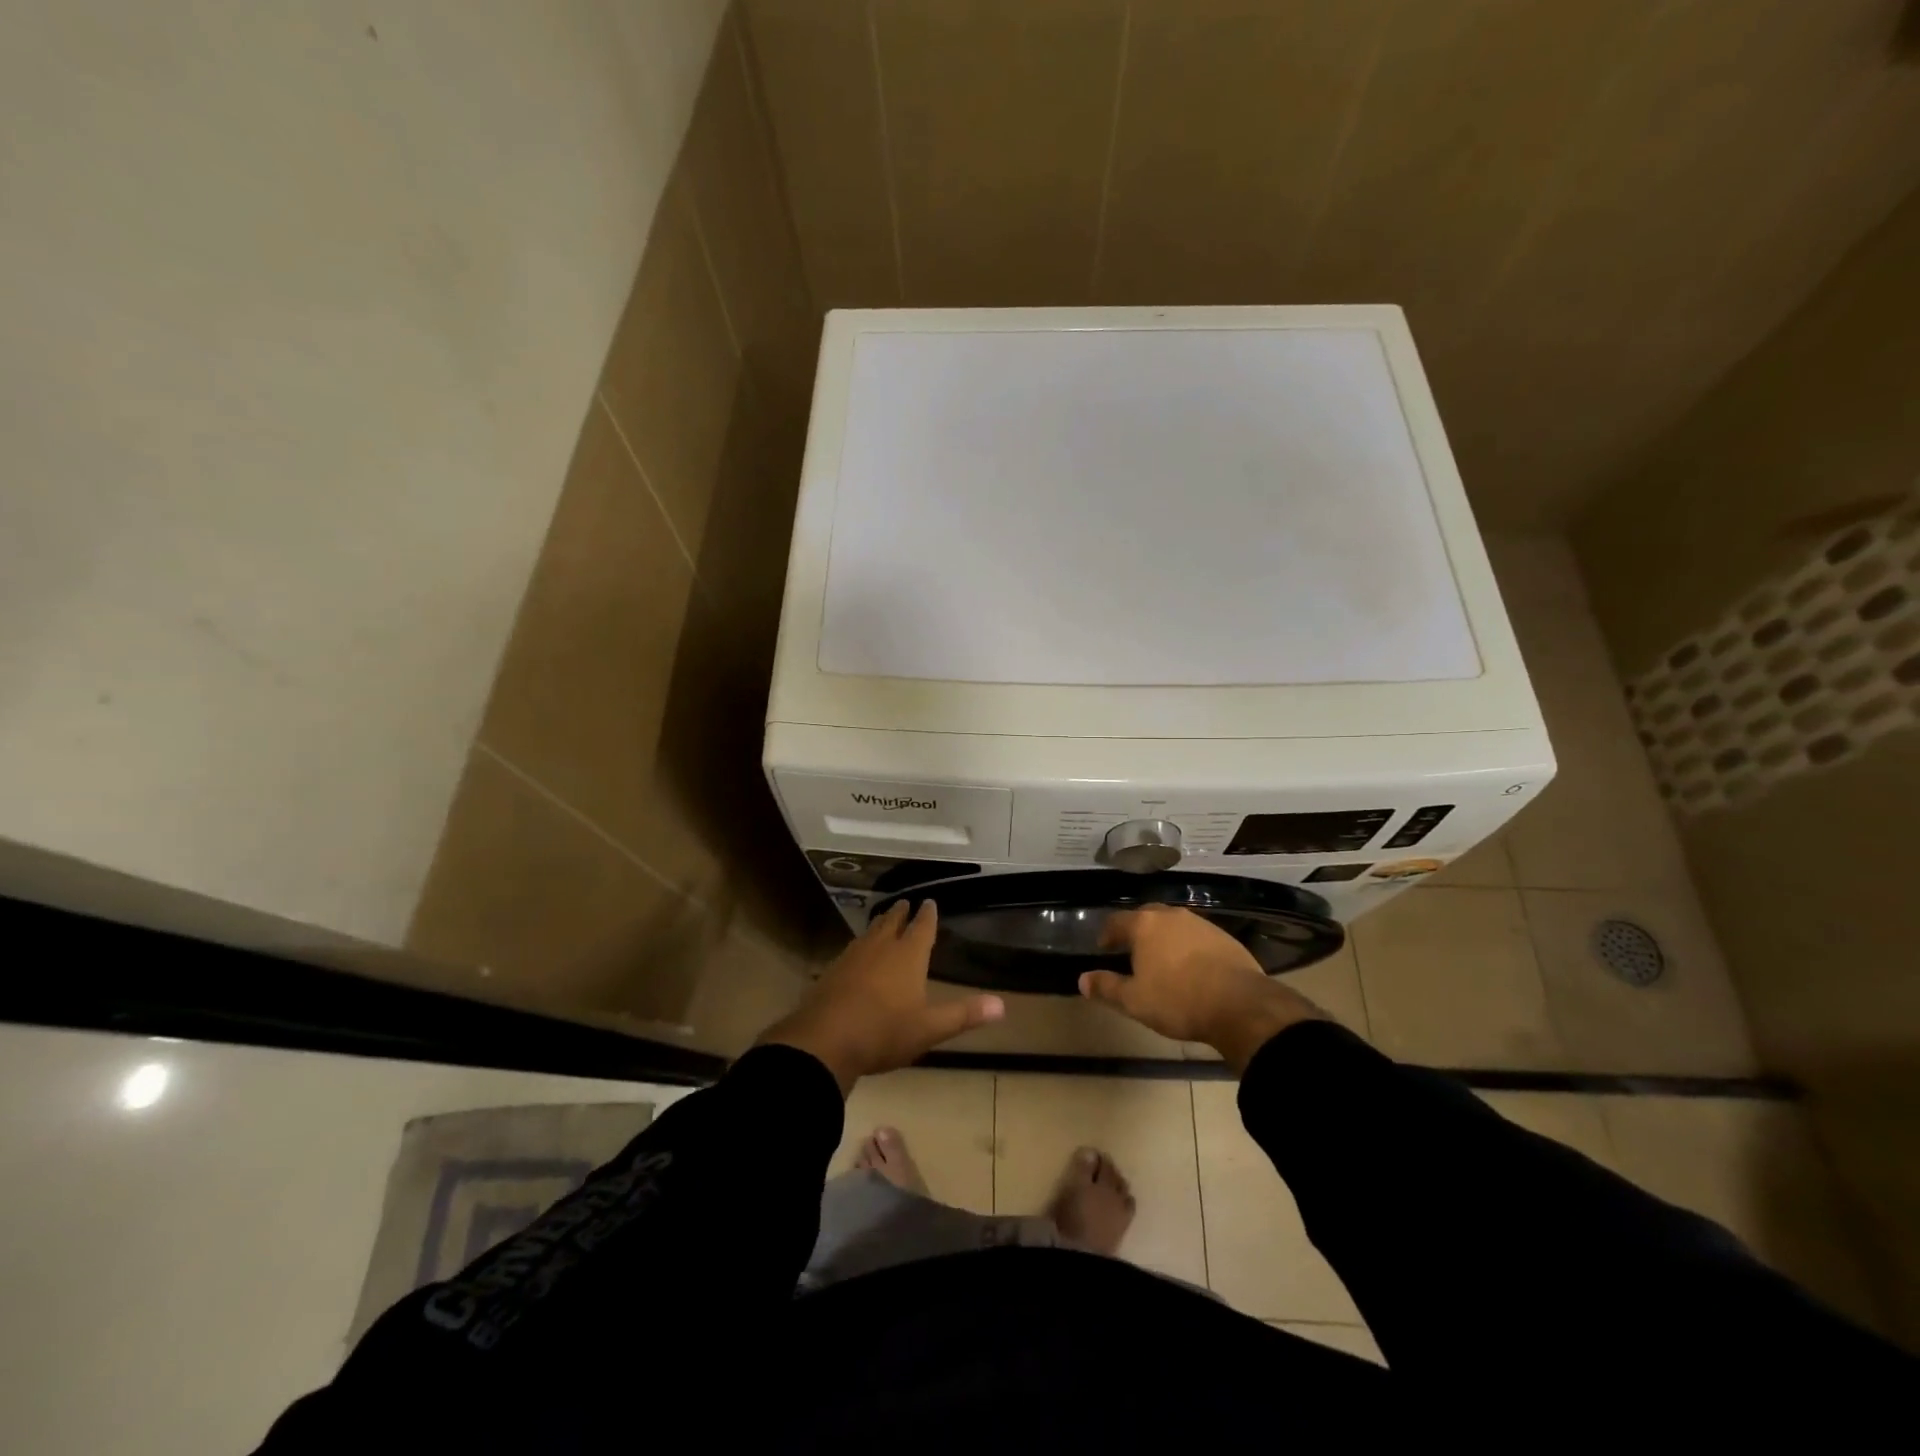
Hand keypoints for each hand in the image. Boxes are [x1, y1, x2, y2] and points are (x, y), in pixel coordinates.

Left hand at [757, 901, 1004, 1093]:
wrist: (824, 1041)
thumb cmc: (884, 1032)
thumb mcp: (929, 1028)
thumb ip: (964, 1014)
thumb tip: (1002, 1005)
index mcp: (907, 956)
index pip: (922, 927)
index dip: (928, 915)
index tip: (929, 902)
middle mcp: (880, 948)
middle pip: (892, 923)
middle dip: (901, 913)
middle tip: (905, 904)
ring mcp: (852, 957)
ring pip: (870, 933)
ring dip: (879, 925)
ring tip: (884, 921)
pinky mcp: (832, 971)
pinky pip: (851, 949)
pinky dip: (860, 945)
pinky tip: (856, 954)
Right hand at [1078, 906, 1324, 1071]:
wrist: (1240, 1004)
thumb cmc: (1178, 1000)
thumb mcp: (1134, 1001)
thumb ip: (1106, 988)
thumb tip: (1082, 980)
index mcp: (1144, 925)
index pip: (1116, 921)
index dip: (1107, 934)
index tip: (1104, 947)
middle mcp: (1171, 916)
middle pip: (1146, 916)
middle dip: (1136, 930)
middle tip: (1131, 949)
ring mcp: (1200, 924)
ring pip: (1174, 924)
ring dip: (1164, 937)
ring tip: (1161, 958)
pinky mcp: (1224, 937)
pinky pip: (1196, 936)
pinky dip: (1188, 946)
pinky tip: (1191, 965)